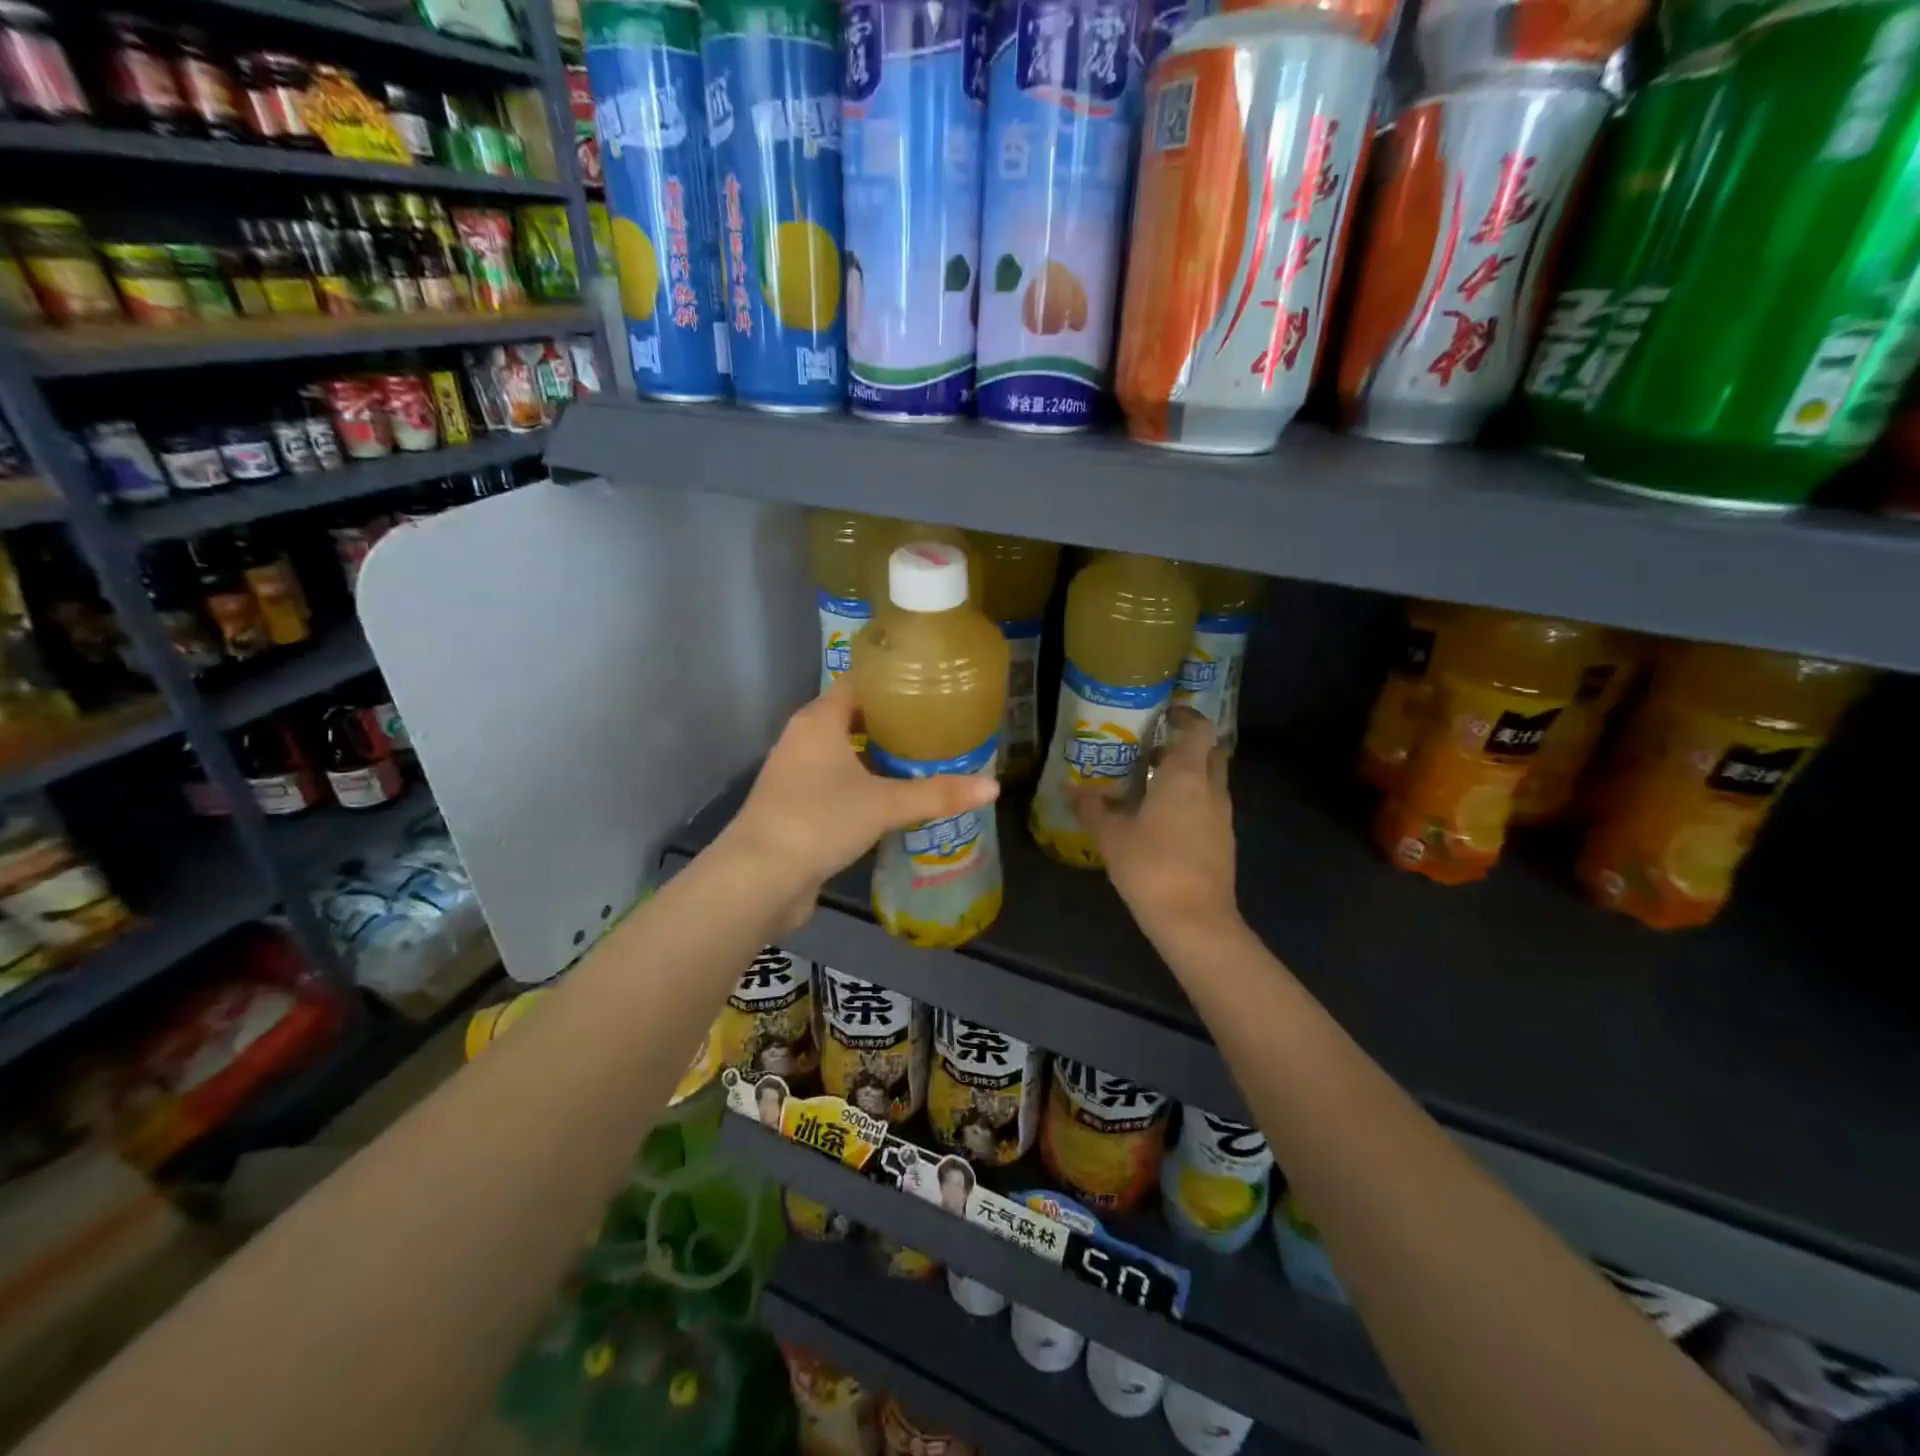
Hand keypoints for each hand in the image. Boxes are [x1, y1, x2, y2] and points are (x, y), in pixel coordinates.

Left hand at [718, 680, 1000, 929]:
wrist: (760, 879)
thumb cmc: (821, 820)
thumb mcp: (885, 804)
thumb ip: (938, 794)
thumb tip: (993, 786)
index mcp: (818, 721)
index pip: (857, 684)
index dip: (892, 683)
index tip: (929, 688)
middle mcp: (802, 739)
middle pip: (851, 718)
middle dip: (890, 724)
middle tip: (935, 727)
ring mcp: (794, 775)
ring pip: (842, 754)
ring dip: (875, 758)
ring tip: (921, 761)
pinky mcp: (795, 807)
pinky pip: (835, 784)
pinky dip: (862, 786)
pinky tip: (892, 800)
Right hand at [1071, 707, 1238, 939]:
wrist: (1195, 920)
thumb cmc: (1152, 866)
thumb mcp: (1111, 836)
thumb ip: (1092, 809)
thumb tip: (1068, 789)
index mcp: (1186, 777)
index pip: (1198, 730)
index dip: (1185, 716)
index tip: (1165, 713)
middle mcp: (1211, 790)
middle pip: (1210, 753)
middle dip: (1186, 746)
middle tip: (1154, 750)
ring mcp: (1223, 818)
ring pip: (1211, 783)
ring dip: (1188, 777)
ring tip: (1151, 786)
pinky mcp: (1224, 843)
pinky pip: (1210, 809)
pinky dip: (1191, 803)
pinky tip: (1163, 821)